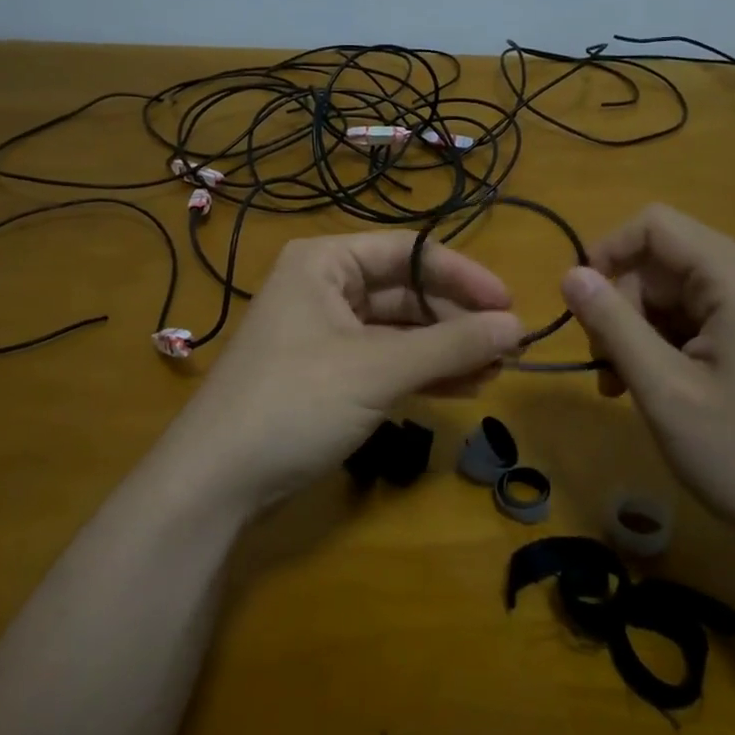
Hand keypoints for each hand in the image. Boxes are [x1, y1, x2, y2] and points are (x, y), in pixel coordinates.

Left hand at [154, 232, 525, 512]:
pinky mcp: (329, 375)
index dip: (463, 276)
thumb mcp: (378, 369)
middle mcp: (325, 288)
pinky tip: (464, 388)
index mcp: (326, 262)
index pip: (410, 252)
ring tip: (496, 372)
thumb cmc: (295, 402)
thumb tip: (518, 325)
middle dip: (458, 320)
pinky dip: (423, 373)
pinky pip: (386, 361)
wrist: (217, 481)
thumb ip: (450, 345)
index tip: (510, 305)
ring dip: (447, 350)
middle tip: (510, 349)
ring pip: (400, 331)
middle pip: (407, 292)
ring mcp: (326, 334)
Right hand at [559, 204, 734, 561]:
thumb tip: (570, 274)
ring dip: (639, 330)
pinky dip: (666, 344)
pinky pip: (698, 317)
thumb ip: (612, 324)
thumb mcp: (663, 389)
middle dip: (622, 305)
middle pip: (662, 260)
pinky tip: (654, 389)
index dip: (606, 253)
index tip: (579, 304)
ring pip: (675, 291)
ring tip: (622, 387)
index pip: (654, 225)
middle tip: (605, 366)